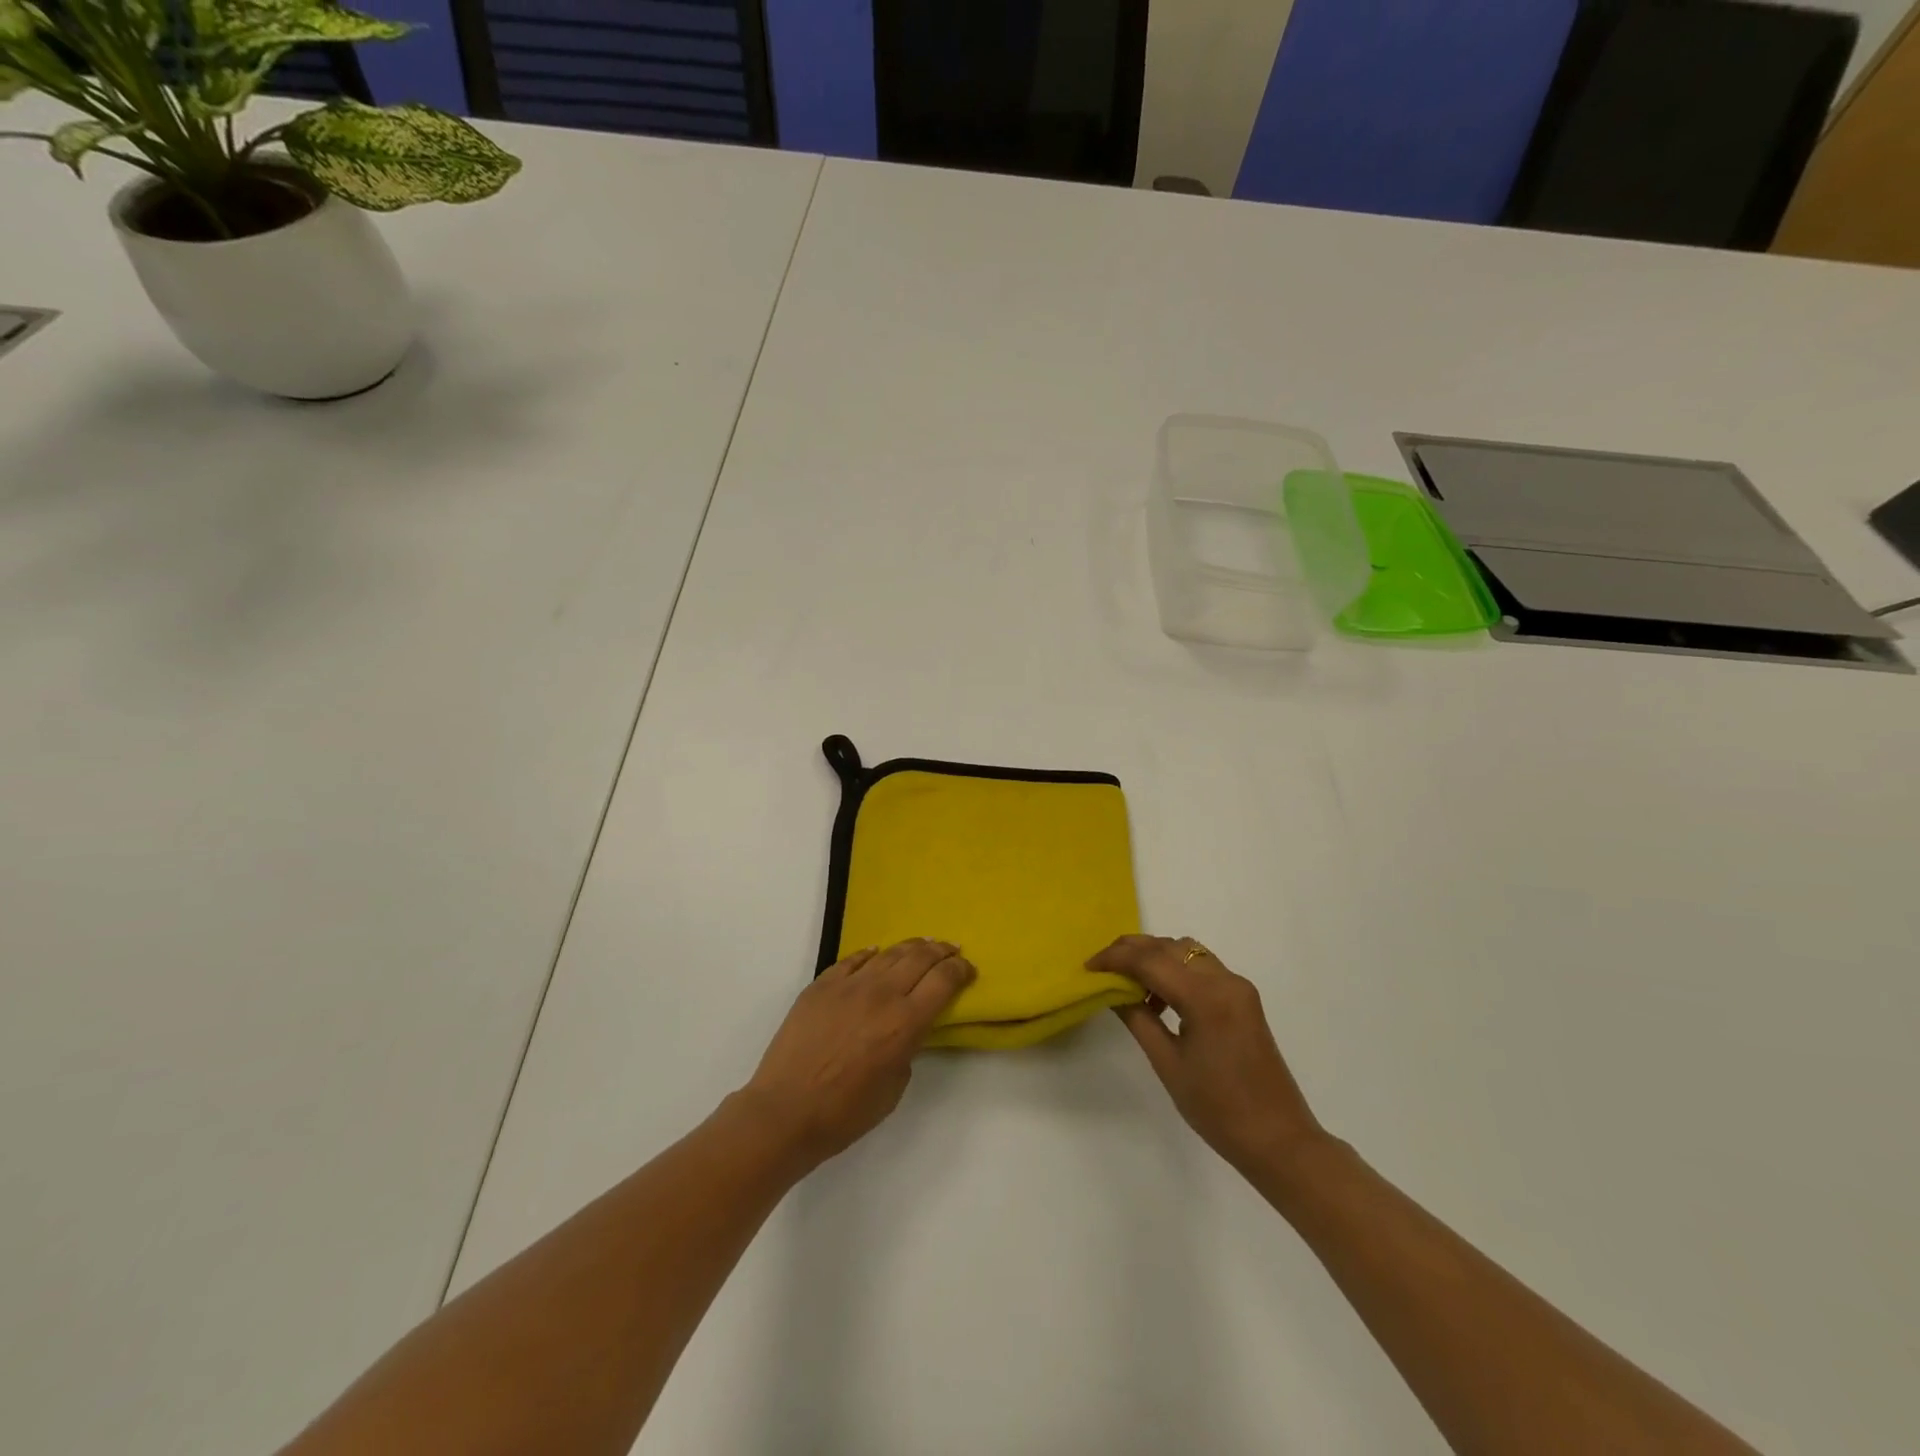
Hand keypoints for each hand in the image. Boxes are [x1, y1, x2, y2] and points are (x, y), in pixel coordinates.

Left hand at [740, 939, 974, 1167]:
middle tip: (951, 949)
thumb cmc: (846, 1113)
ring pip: (888, 953)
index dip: (961, 970)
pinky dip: (870, 953)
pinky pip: (852, 960)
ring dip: (911, 947)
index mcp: (905, 1023)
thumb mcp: (894, 1087)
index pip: (944, 981)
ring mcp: (849, 985)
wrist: (785, 1111)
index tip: (968, 969)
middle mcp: (882, 994)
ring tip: (922, 945)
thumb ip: (907, 1049)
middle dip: (941, 951)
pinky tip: (876, 952)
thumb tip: (905, 1029)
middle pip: (920, 958)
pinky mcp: (821, 985)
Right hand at [1091, 935, 1324, 1174]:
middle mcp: (1224, 980)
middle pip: (1169, 946)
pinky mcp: (1243, 998)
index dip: (1115, 958)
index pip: (1150, 959)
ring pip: (1186, 951)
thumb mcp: (1168, 1064)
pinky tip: (1159, 998)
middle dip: (1132, 950)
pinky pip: (1201, 967)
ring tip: (1128, 982)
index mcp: (1205, 997)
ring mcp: (1238, 987)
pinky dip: (1175, 969)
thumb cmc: (1218, 1109)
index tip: (1088, 967)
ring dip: (1154, 957)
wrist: (1278, 1139)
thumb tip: (1112, 990)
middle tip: (1102, 967)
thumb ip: (1137, 1019)